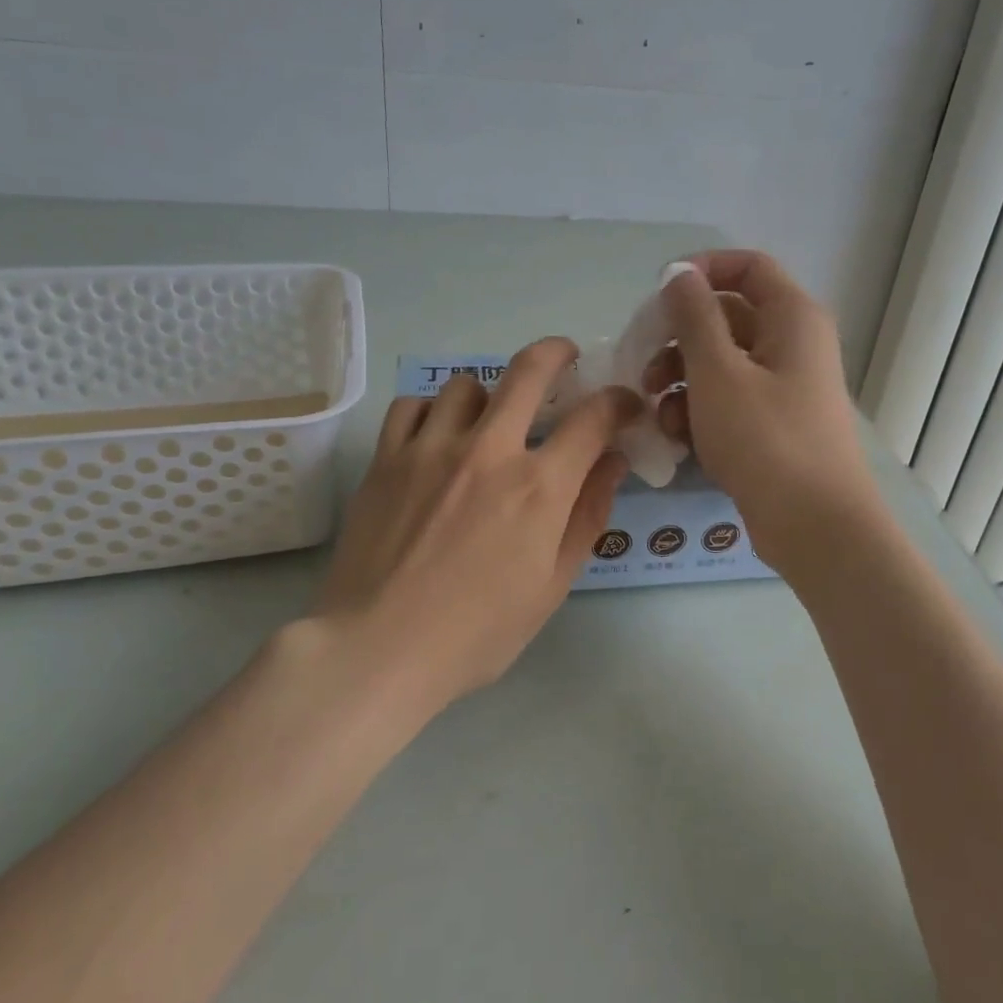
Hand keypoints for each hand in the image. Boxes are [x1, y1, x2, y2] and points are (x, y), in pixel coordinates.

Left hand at [308, 337, 639, 708]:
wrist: (378, 649)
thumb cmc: (477, 631)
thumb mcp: (552, 585)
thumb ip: (587, 516)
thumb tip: (612, 462)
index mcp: (538, 487)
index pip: (593, 418)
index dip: (618, 402)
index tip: (624, 406)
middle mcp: (488, 451)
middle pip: (529, 370)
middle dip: (558, 353)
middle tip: (566, 358)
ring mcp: (431, 448)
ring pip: (467, 384)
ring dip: (490, 394)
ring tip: (490, 418)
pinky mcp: (387, 458)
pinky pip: (413, 406)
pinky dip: (433, 411)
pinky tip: (437, 436)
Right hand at [646, 251, 877, 566]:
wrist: (815, 527)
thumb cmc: (765, 439)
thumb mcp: (718, 372)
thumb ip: (694, 316)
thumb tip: (680, 274)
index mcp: (791, 317)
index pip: (746, 266)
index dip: (700, 270)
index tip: (658, 295)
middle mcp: (792, 343)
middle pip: (726, 317)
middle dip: (678, 338)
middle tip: (644, 364)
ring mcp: (783, 386)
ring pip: (721, 362)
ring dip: (682, 379)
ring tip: (658, 409)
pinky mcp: (772, 424)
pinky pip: (728, 399)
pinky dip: (700, 410)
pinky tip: (678, 437)